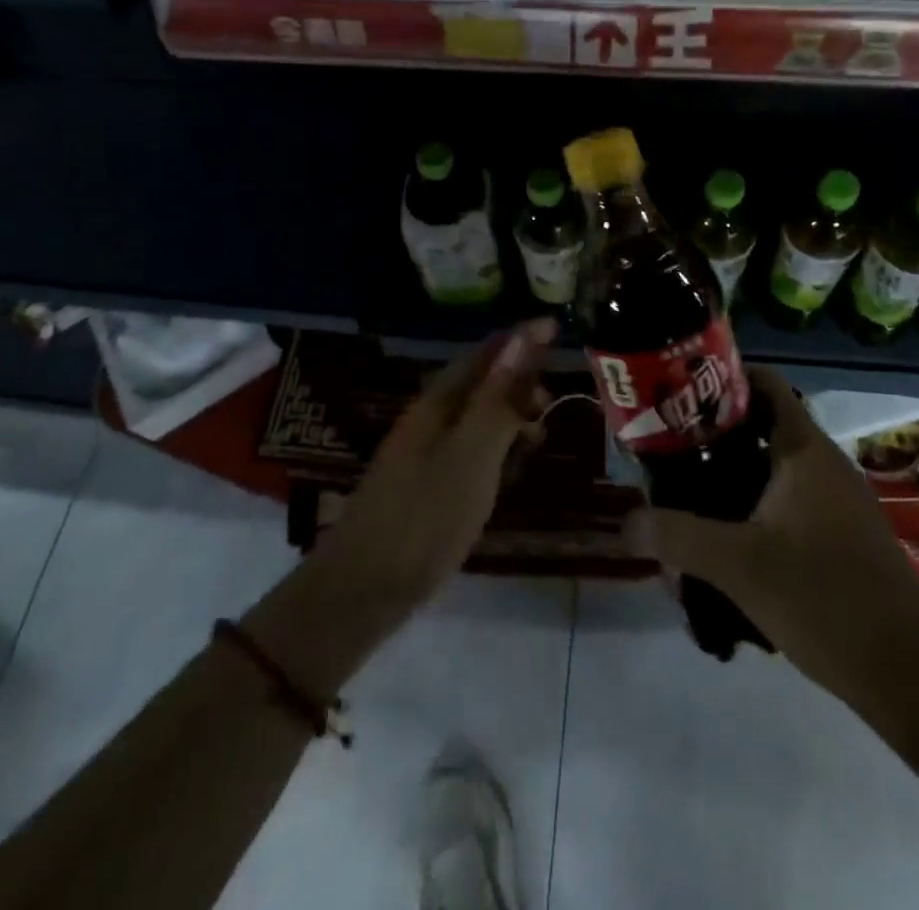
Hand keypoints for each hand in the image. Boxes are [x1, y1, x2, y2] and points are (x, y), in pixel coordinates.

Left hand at [243, 320, 555, 695]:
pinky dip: (497, 446)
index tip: (557, 327)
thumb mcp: (471, 456)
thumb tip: (524, 338)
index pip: (484, 354)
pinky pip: (470, 447)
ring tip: (540, 435)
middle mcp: (429, 419)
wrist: (361, 591)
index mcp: (438, 403)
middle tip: (553, 397)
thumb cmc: (424, 518)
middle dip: (519, 379)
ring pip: (476, 416)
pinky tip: (509, 469)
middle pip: (479, 382)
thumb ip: (498, 399)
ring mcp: (424, 453)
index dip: (520, 339)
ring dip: (510, 413)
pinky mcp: (426, 485)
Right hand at [626, 366, 918, 718]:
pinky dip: (751, 513)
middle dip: (711, 439)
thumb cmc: (826, 600)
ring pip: (770, 473)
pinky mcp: (839, 537)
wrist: (910, 676)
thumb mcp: (738, 566)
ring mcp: (835, 502)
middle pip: (759, 429)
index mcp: (805, 451)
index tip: (678, 391)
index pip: (765, 384)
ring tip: (684, 503)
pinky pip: (785, 506)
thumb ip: (677, 537)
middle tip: (666, 452)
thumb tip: (625, 522)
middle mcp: (822, 465)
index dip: (723, 377)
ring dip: (728, 483)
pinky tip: (723, 550)